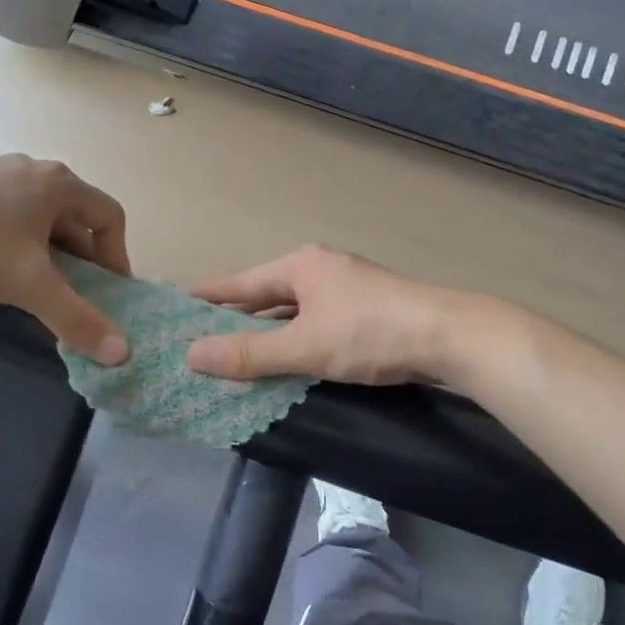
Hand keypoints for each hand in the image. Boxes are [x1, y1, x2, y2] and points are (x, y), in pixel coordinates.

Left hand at [0, 157, 131, 363]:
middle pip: (75, 213)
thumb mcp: (31, 287)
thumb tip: (123, 354)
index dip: (116, 254)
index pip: (110, 215)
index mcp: (60, 184)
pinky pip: (6, 208)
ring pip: (38, 212)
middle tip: (69, 289)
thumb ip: (77, 319)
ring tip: (28, 279)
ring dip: (46, 246)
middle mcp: (33, 168)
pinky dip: (14, 236)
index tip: (106, 288)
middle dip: (79, 254)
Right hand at [185, 246, 470, 385]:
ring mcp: (348, 288)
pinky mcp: (368, 310)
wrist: (448, 336)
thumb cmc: (370, 333)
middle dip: (237, 316)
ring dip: (268, 330)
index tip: (177, 302)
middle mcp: (322, 269)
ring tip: (236, 352)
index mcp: (302, 265)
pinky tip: (289, 358)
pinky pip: (317, 321)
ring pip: (295, 310)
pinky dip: (297, 338)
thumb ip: (249, 354)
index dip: (209, 295)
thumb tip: (191, 355)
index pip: (241, 281)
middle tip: (199, 337)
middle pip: (267, 293)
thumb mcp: (304, 346)